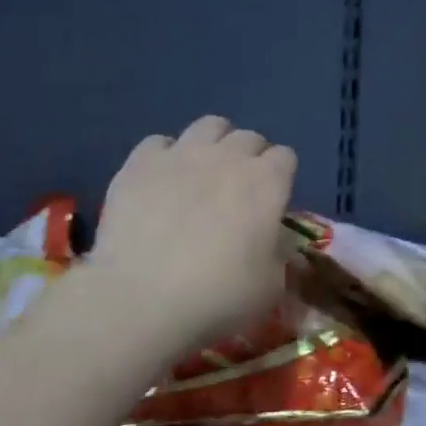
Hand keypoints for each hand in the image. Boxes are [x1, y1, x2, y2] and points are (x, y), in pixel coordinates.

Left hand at [90, 115, 296, 349]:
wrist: (142, 300)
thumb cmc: (219, 297)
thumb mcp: (271, 286)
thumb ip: (279, 252)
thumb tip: (275, 237)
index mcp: (268, 183)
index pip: (286, 157)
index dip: (281, 177)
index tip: (272, 200)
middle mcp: (229, 157)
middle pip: (249, 137)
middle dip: (250, 157)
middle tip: (239, 190)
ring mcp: (182, 154)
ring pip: (208, 125)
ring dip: (214, 144)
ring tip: (203, 172)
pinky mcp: (139, 163)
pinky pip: (159, 142)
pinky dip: (165, 156)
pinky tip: (160, 181)